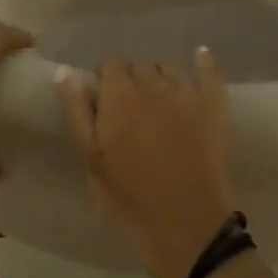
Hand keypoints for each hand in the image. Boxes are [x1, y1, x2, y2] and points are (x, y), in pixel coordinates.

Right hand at [56, 50, 239, 277]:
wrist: (184, 221)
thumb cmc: (128, 194)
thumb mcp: (91, 156)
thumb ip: (76, 110)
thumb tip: (64, 71)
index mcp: (119, 93)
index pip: (110, 64)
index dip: (107, 80)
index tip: (106, 103)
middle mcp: (152, 82)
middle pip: (139, 66)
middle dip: (133, 81)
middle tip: (132, 113)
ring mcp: (186, 90)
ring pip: (169, 68)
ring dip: (161, 79)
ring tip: (160, 105)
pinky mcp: (213, 103)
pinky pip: (209, 70)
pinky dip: (204, 62)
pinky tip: (201, 56)